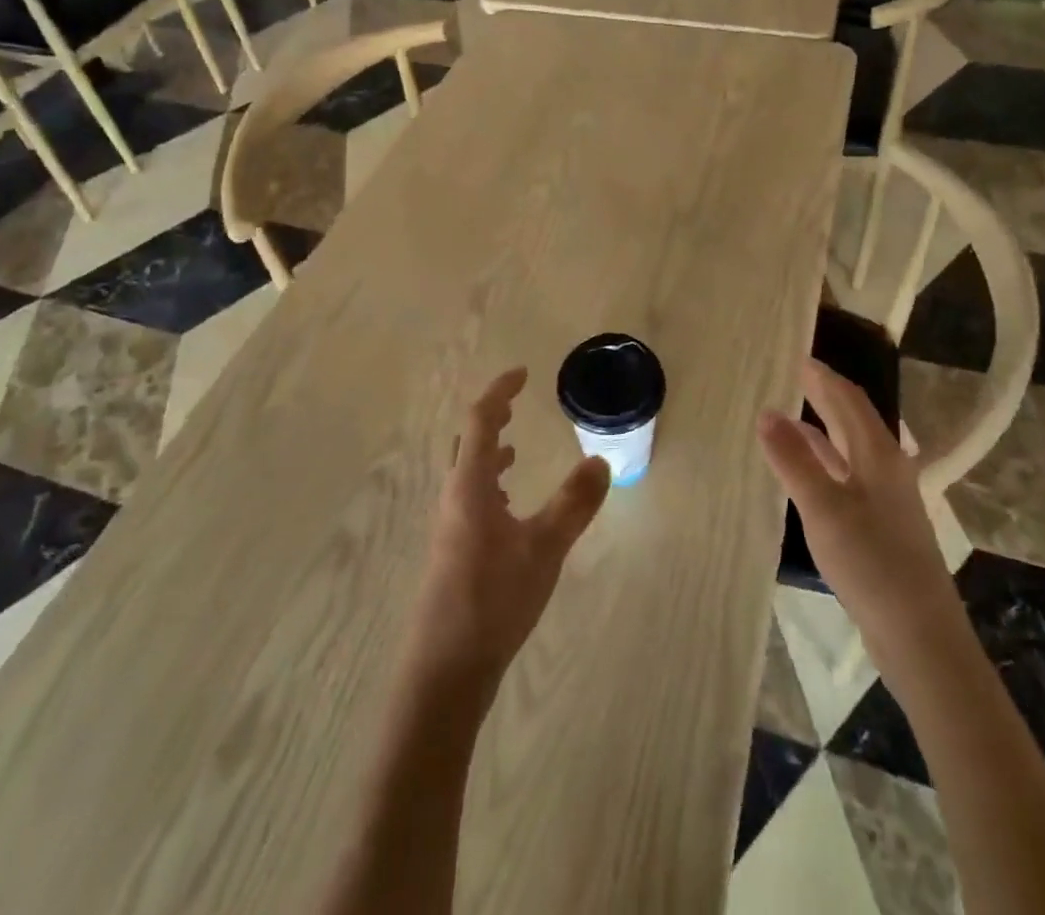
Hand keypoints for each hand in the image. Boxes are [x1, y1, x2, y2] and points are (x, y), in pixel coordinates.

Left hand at [403, 368, 610, 705]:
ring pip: (467, 475)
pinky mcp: (452, 555)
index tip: (522, 374)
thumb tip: (600, 461)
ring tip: (513, 450)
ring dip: (488, 454)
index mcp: (470, 486)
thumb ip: (573, 504)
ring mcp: (449, 529)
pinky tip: (508, 511)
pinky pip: (470, 501)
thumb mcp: (544, 549)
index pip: (480, 421)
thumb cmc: (492, 600)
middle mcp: (454, 498)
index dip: (500, 393)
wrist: (444, 671)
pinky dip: (489, 487)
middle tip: (516, 407)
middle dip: (491, 420)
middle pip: (467, 444)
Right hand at [759, 360, 952, 639]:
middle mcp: (886, 466)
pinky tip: (803, 469)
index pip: (847, 397)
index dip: (820, 374)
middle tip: (786, 375)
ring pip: (849, 446)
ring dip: (820, 426)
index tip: (791, 353)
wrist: (920, 635)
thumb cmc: (872, 562)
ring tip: (785, 414)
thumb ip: (793, 459)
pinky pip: (847, 472)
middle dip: (822, 393)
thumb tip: (766, 412)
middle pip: (852, 417)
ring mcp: (886, 496)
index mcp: (878, 453)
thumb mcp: (823, 508)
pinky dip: (823, 459)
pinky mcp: (880, 522)